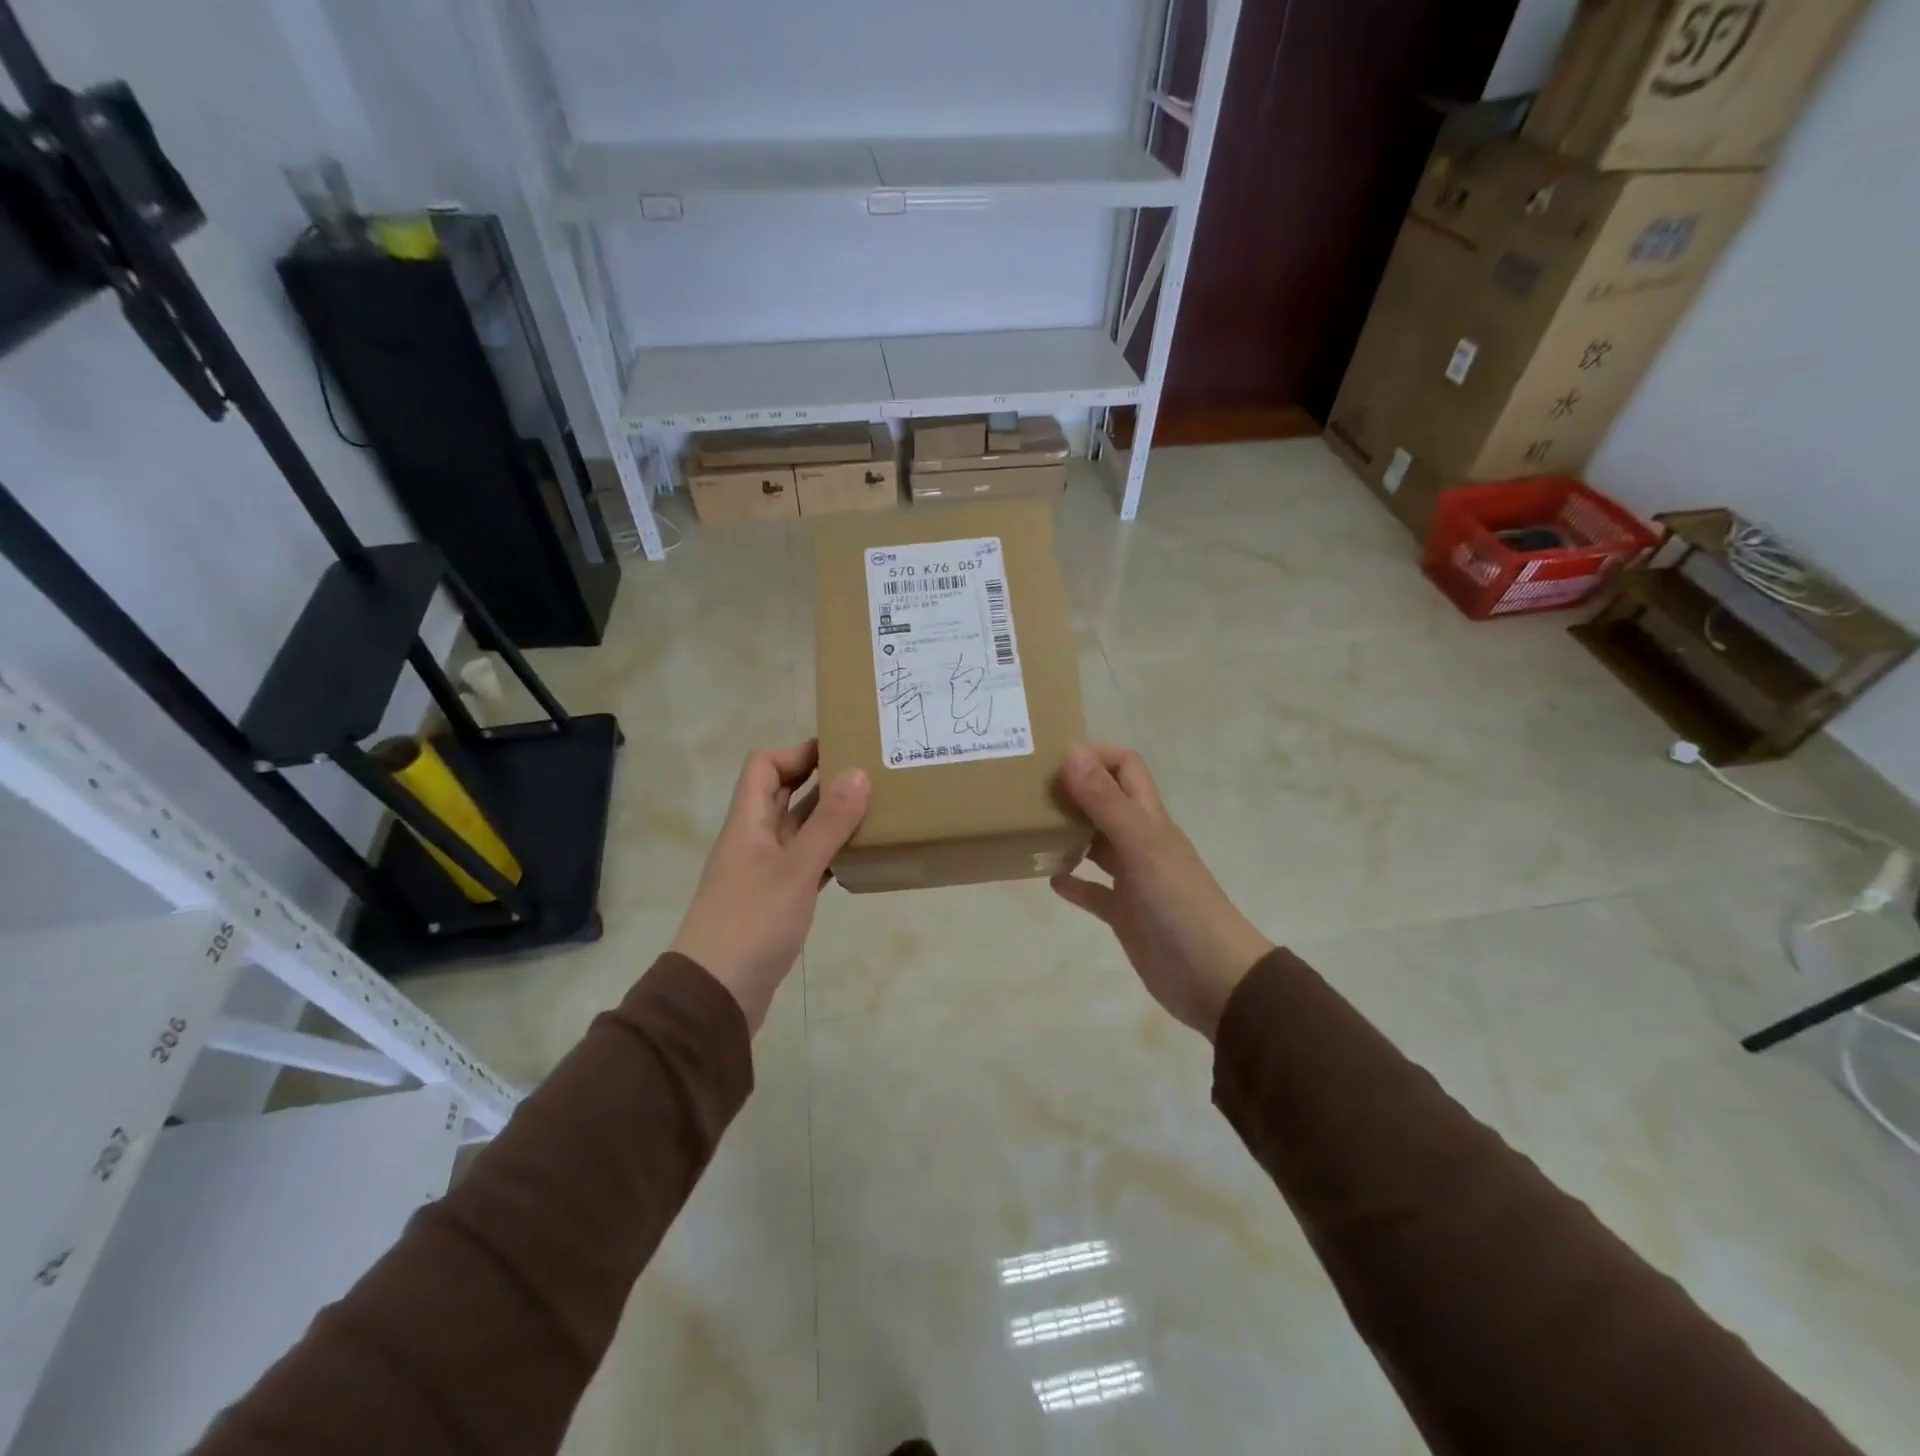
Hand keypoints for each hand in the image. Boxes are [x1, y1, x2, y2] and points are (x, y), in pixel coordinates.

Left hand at [671, 740, 869, 1033]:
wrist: (716, 995)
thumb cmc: (751, 923)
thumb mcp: (795, 870)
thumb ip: (828, 823)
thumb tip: (858, 773)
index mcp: (748, 823)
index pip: (764, 766)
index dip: (797, 752)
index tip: (840, 750)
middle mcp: (754, 840)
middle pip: (783, 795)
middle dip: (821, 780)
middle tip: (868, 775)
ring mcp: (765, 873)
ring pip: (799, 831)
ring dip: (830, 818)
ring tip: (874, 811)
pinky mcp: (777, 902)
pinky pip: (807, 864)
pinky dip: (830, 855)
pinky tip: (860, 858)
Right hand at [1051, 745, 1273, 1040]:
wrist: (1214, 978)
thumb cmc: (1179, 904)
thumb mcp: (1140, 846)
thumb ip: (1106, 802)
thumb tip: (1072, 752)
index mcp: (1149, 819)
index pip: (1125, 768)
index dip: (1095, 756)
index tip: (1052, 758)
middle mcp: (1141, 842)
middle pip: (1106, 802)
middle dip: (1073, 791)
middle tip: (1028, 791)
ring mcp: (1133, 879)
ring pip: (1096, 845)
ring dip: (1068, 834)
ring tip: (1030, 829)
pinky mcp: (1124, 914)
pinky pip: (1094, 892)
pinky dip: (1074, 883)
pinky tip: (1048, 880)